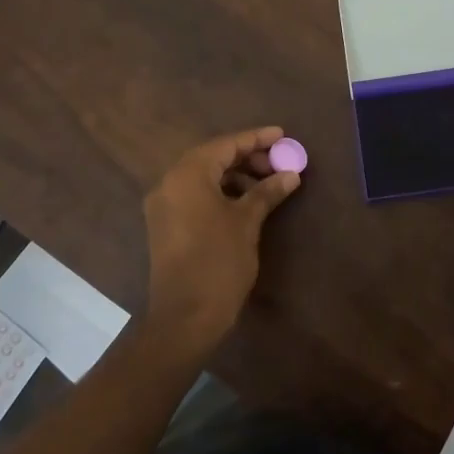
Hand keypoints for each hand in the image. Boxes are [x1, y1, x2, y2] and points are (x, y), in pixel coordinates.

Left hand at [142, 126, 301, 361]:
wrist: (185, 318)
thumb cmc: (218, 262)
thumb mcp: (247, 222)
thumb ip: (267, 192)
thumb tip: (290, 175)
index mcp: (187, 175)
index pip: (226, 145)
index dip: (256, 139)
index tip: (282, 135)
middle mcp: (169, 183)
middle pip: (212, 158)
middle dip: (247, 157)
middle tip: (278, 164)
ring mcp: (163, 205)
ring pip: (203, 177)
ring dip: (234, 175)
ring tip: (266, 184)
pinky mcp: (165, 225)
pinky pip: (194, 195)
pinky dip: (220, 192)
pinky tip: (245, 203)